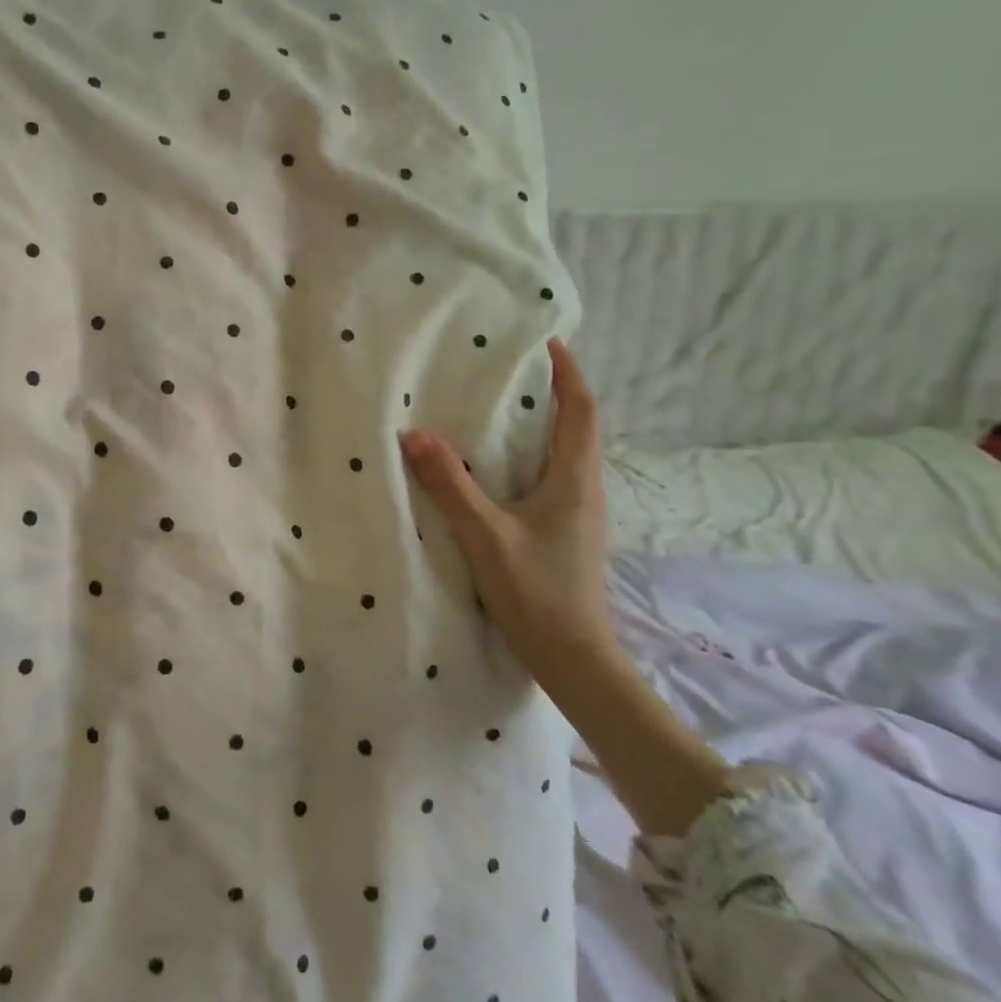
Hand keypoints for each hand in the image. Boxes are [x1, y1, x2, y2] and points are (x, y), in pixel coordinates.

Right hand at [400, 338, 616, 689]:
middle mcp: (586, 490)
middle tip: (510, 372)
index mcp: (575, 480)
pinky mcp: (568, 534)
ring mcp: (580, 515)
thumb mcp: (484, 535)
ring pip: (565, 455)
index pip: (582, 410)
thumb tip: (415, 434)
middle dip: (552, 394)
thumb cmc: (536, 592)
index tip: (546, 343)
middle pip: (577, 427)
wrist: (574, 658)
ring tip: (499, 411)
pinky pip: (554, 479)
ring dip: (542, 426)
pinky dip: (532, 457)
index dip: (568, 373)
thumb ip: (450, 484)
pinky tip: (499, 470)